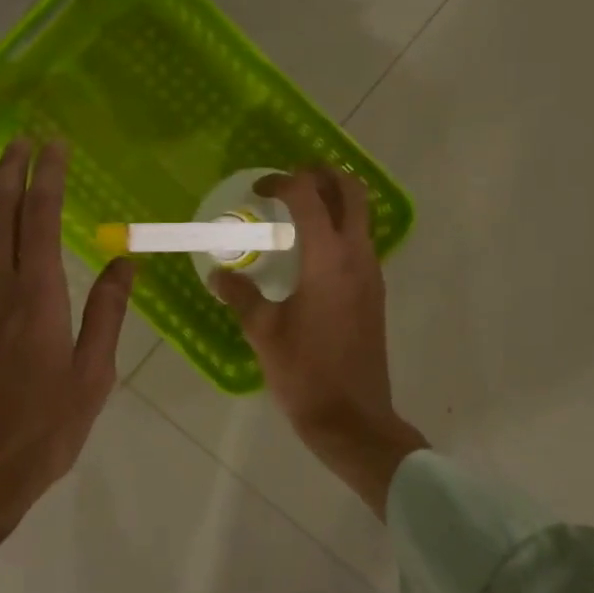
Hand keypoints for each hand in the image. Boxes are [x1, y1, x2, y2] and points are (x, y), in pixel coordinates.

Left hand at [0, 140, 134, 581]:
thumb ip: (107, 314)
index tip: (56, 146)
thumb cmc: (41, 431)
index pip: (41, 217)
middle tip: (21, 141)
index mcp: (37, 295)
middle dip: (11, 171)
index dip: (48, 177)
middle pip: (0, 214)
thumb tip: (125, 262)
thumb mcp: (92, 377)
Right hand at [210, 167, 426, 516]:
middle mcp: (357, 256)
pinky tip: (311, 252)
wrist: (352, 418)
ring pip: (362, 215)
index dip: (282, 183)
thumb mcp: (263, 332)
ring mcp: (372, 273)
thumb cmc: (304, 373)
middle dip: (323, 174)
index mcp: (327, 260)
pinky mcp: (375, 292)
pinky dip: (341, 228)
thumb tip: (218, 275)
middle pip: (352, 191)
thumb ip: (241, 295)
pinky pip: (362, 242)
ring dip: (335, 200)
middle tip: (292, 180)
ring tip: (298, 212)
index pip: (308, 197)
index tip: (259, 191)